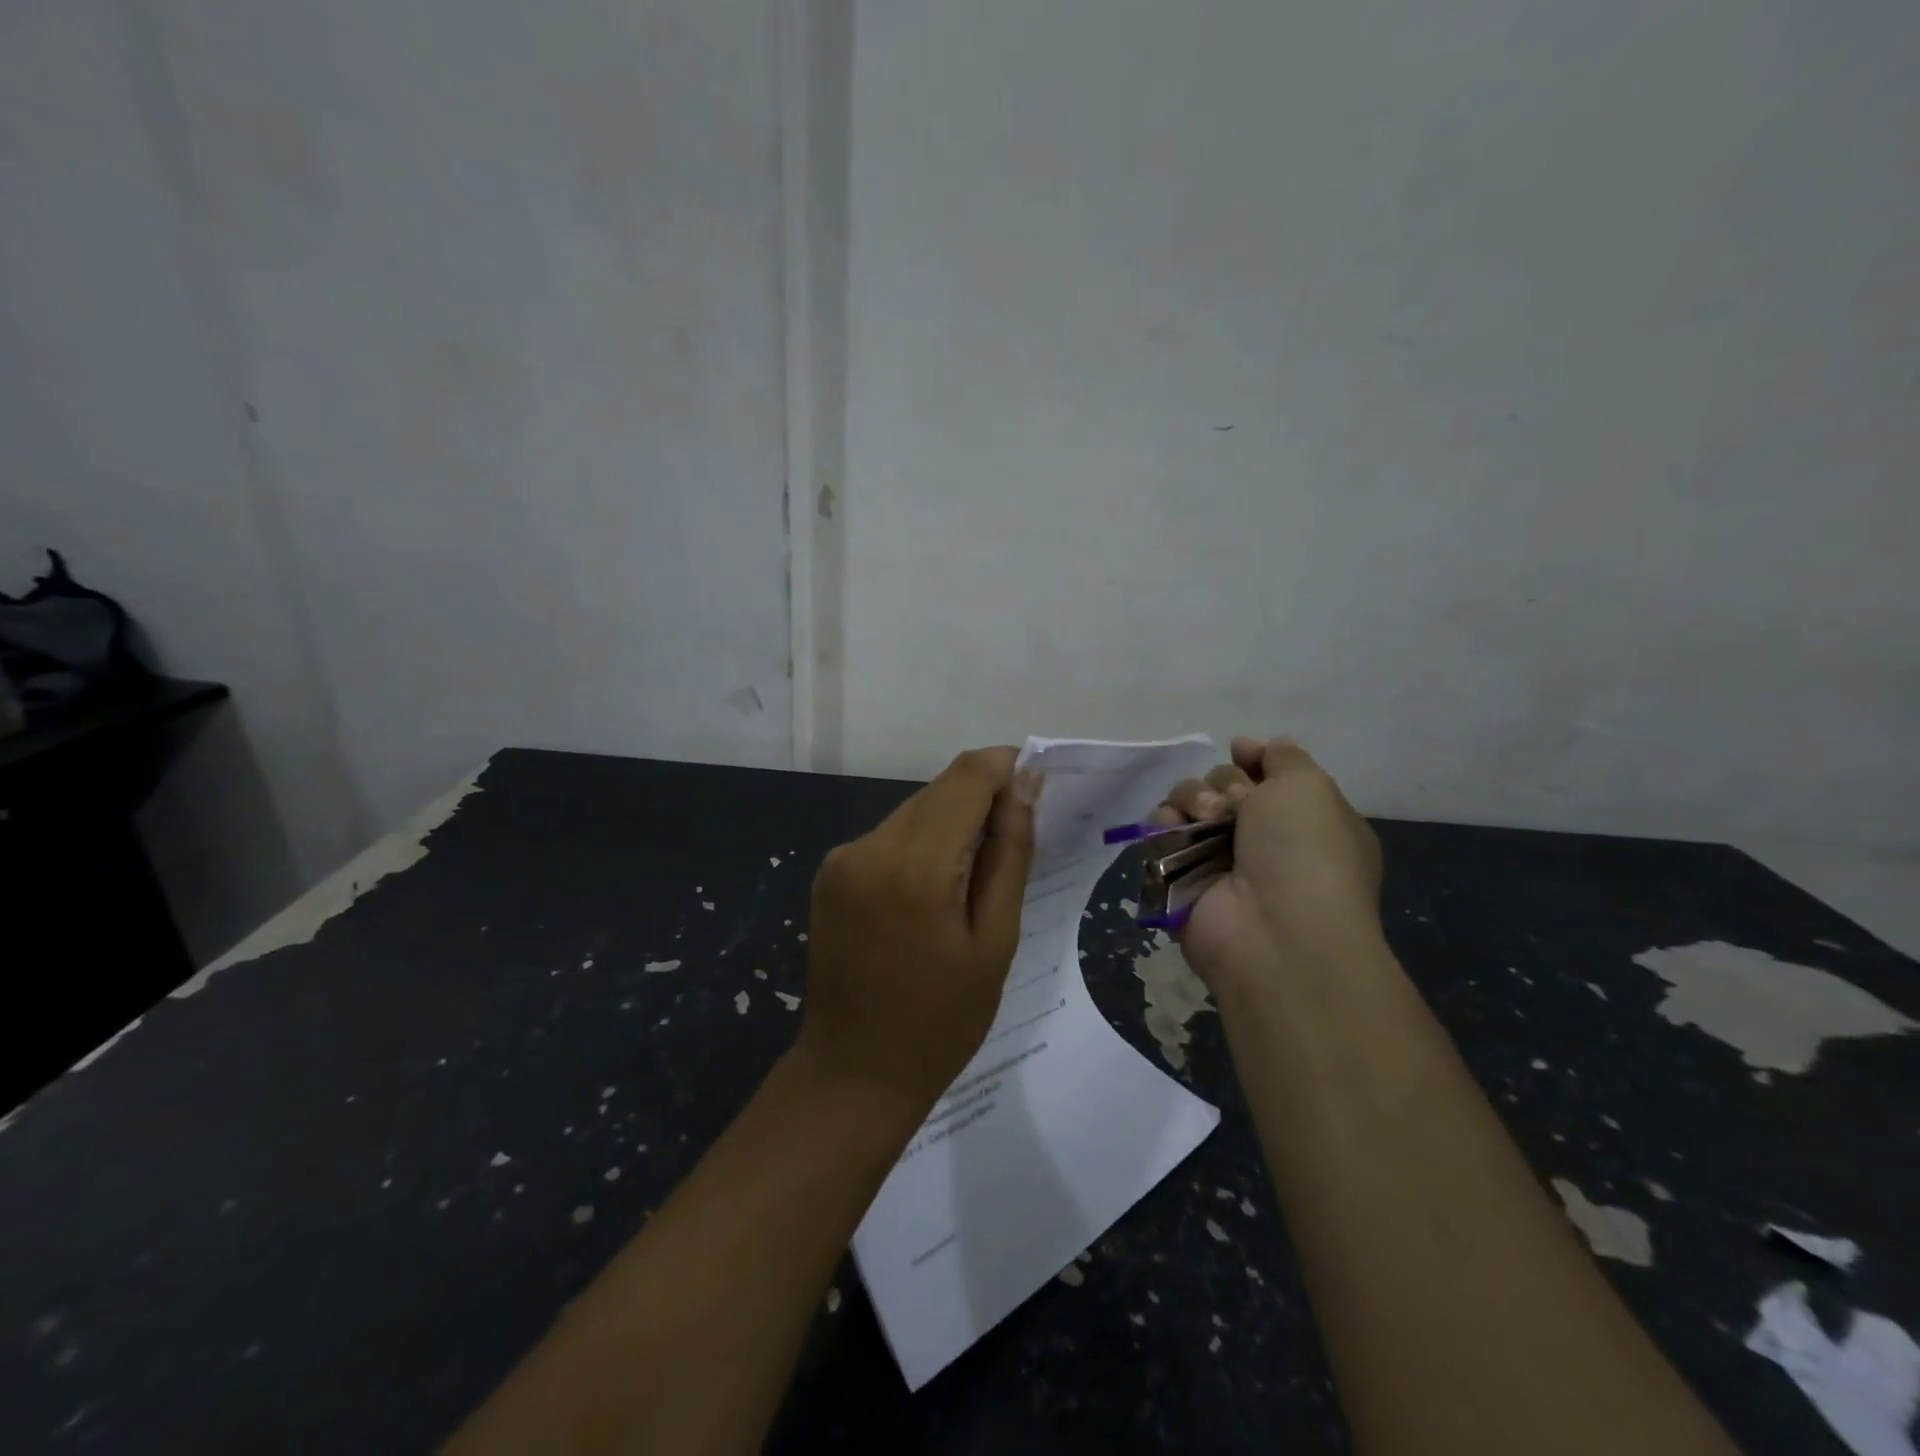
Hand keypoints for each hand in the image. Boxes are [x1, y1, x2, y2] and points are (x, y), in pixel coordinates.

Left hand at [796, 747, 1038, 1111]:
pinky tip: (933, 891)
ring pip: (914, 810)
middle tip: (1014, 842)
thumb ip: (1010, 853)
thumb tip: (1024, 786)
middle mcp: (870, 846)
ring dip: (951, 824)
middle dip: (982, 799)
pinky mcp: (830, 872)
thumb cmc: (941, 1021)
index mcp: (916, 866)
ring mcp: (842, 857)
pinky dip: (921, 844)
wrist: (853, 1073)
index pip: (967, 776)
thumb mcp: (995, 941)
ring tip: (973, 879)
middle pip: (939, 790)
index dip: (1006, 767)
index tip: (1036, 786)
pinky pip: (889, 836)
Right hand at [1154, 736, 1382, 995]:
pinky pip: (1159, 835)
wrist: (1276, 932)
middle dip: (1222, 785)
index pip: (1266, 775)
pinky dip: (1163, 826)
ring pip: (1187, 805)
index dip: (1251, 761)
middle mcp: (1261, 840)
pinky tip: (1175, 833)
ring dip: (1191, 800)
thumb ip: (1284, 757)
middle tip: (1231, 808)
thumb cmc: (1306, 853)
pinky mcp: (1179, 879)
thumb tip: (1251, 746)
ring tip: (1204, 821)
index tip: (1241, 754)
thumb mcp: (1310, 786)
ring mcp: (1218, 861)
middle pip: (1221, 785)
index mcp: (1302, 821)